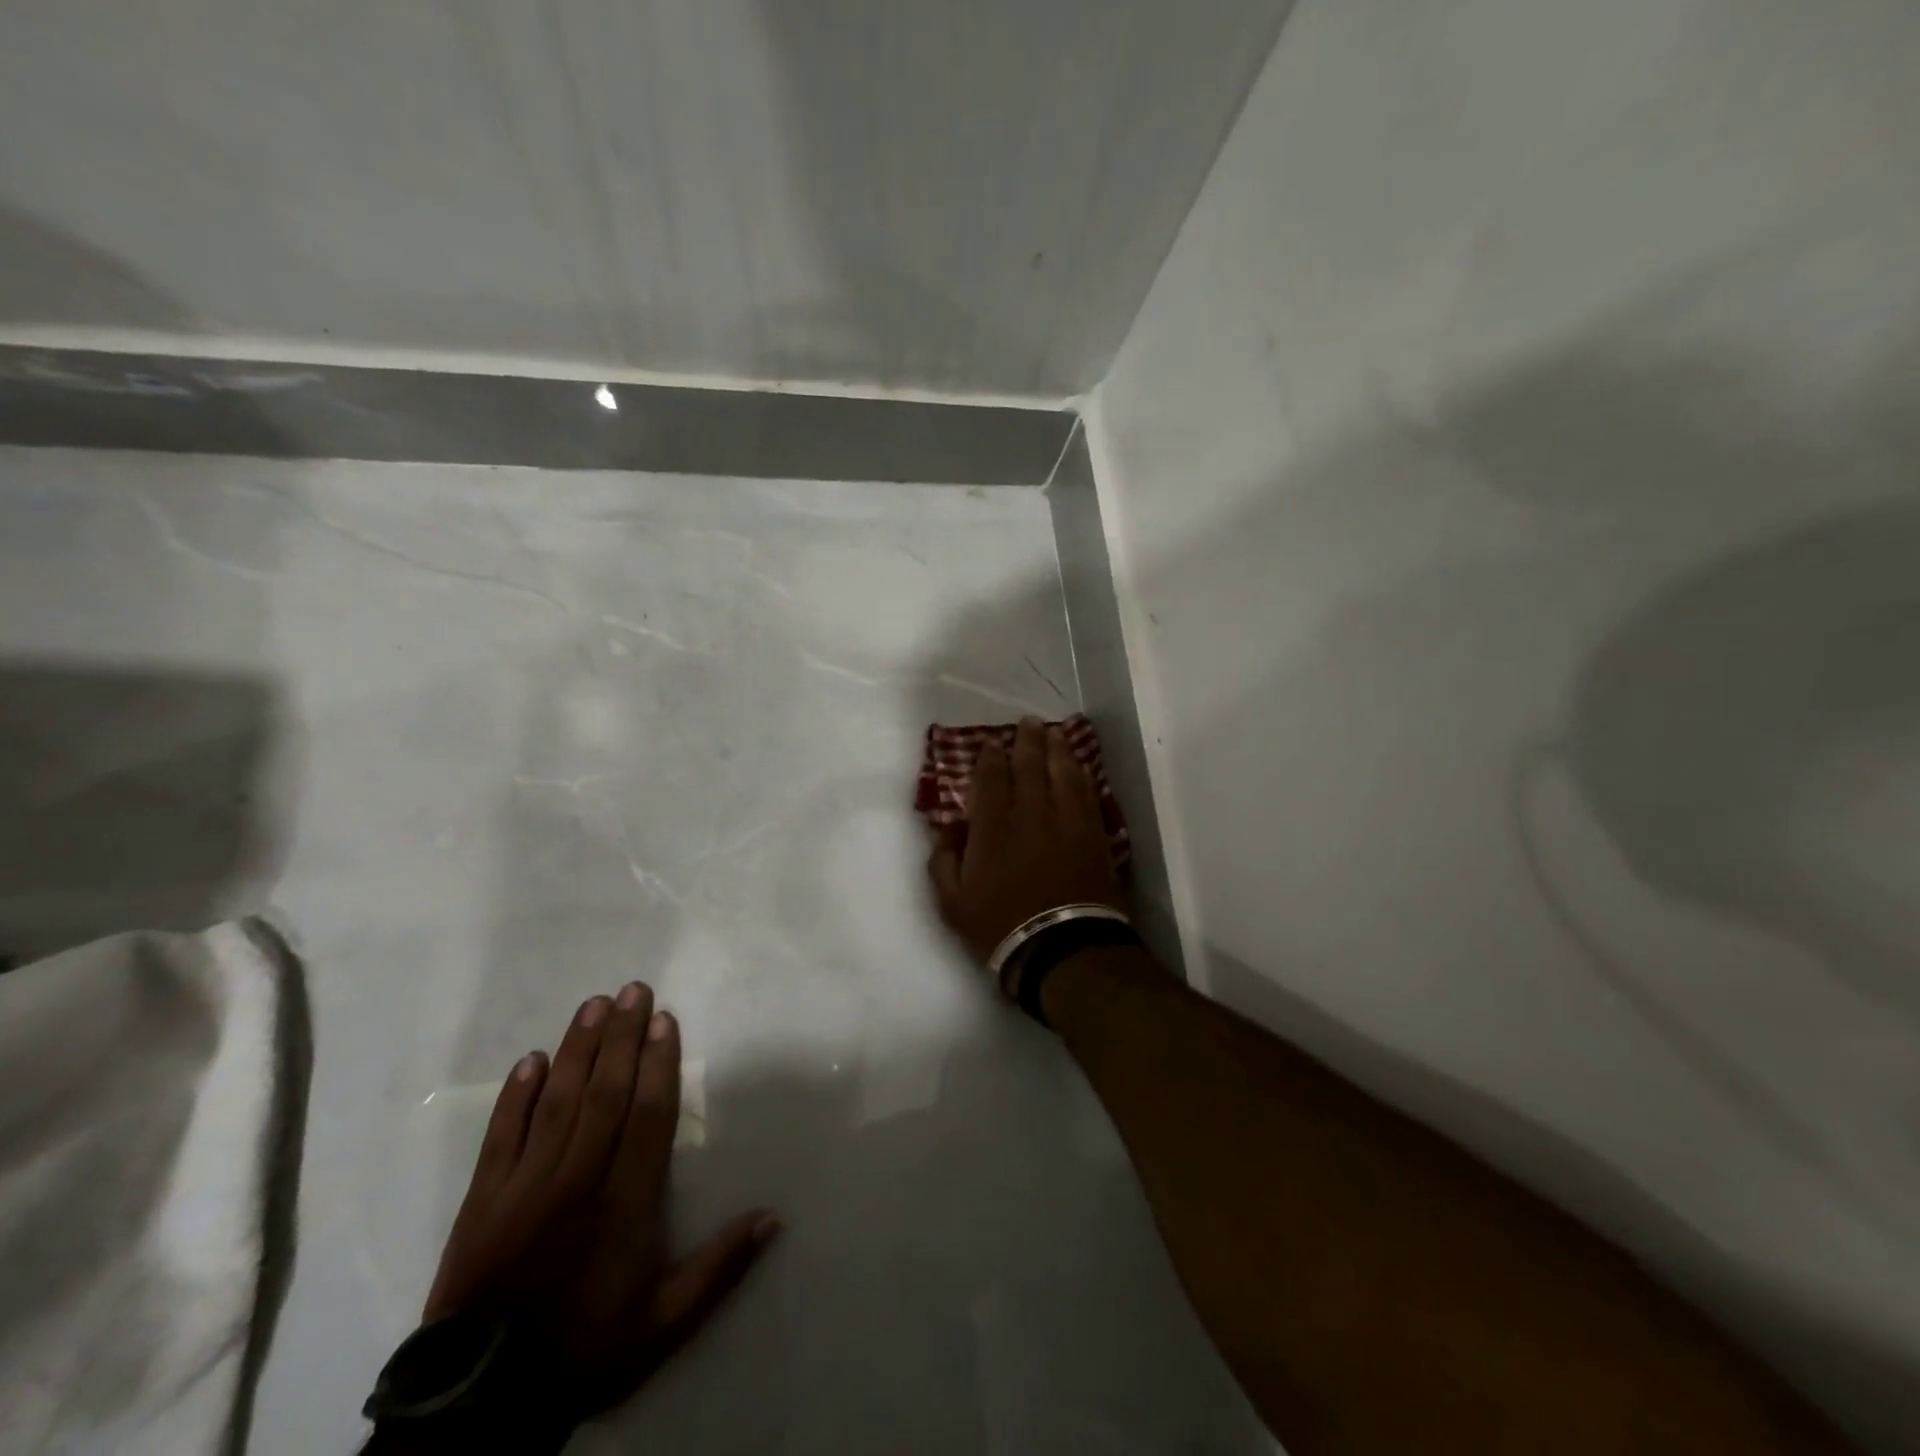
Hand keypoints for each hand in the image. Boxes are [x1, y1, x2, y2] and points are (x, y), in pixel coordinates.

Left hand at [423, 983, 777, 1421]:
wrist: (481, 1403)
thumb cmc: (585, 1349)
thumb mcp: (665, 1322)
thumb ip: (720, 1267)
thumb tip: (774, 1217)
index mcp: (625, 1203)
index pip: (647, 1116)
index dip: (657, 1064)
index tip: (664, 1020)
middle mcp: (578, 1179)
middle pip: (604, 1094)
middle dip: (621, 1038)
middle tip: (633, 990)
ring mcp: (525, 1186)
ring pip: (557, 1102)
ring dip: (578, 1050)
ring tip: (593, 1005)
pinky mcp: (483, 1200)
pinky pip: (501, 1136)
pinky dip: (515, 1096)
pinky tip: (531, 1059)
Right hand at [927, 716, 1125, 974]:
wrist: (1062, 948)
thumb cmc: (1000, 926)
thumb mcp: (952, 902)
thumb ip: (943, 860)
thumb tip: (948, 829)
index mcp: (992, 826)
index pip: (990, 778)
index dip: (990, 757)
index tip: (991, 744)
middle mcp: (1030, 813)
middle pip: (1029, 765)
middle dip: (1026, 740)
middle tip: (1027, 723)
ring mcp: (1066, 821)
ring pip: (1062, 773)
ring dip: (1057, 749)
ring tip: (1054, 733)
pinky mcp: (1093, 834)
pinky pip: (1087, 794)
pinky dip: (1082, 776)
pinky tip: (1079, 768)